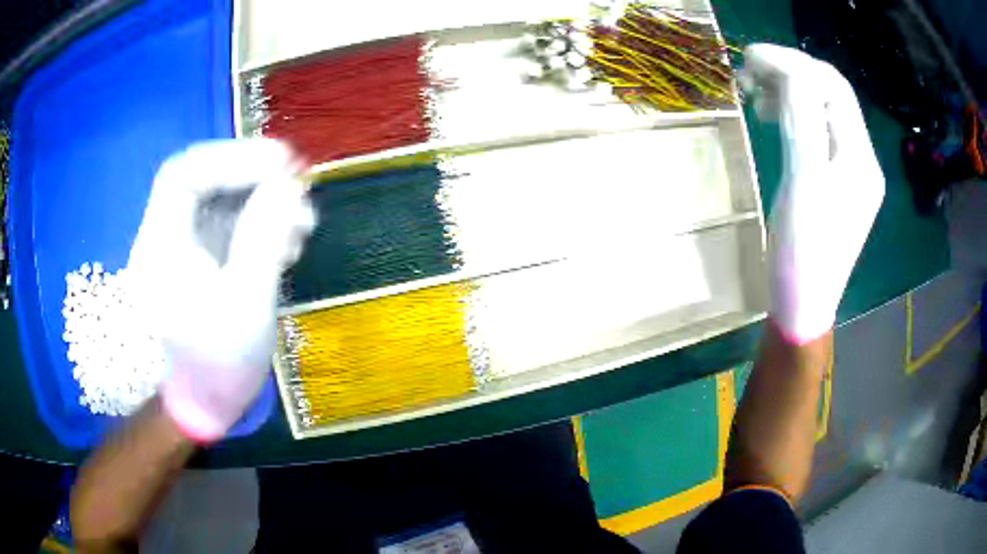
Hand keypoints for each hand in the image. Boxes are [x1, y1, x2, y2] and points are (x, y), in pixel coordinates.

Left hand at [127, 139, 314, 441]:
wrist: (199, 407)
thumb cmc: (216, 368)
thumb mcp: (245, 307)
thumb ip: (262, 240)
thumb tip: (287, 186)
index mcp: (162, 246)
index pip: (186, 174)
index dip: (233, 157)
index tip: (283, 163)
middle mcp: (166, 237)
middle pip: (204, 181)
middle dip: (254, 176)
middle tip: (300, 184)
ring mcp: (183, 248)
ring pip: (220, 202)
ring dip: (263, 201)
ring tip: (303, 223)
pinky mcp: (200, 261)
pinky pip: (228, 225)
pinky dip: (260, 223)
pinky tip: (287, 241)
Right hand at [743, 44, 883, 343]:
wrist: (803, 307)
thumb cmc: (803, 256)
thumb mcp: (804, 186)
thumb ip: (802, 124)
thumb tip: (790, 71)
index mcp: (860, 159)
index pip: (834, 88)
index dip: (794, 62)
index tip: (751, 58)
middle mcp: (861, 159)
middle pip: (831, 95)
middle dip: (791, 73)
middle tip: (750, 74)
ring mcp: (850, 171)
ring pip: (824, 111)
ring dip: (791, 92)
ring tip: (756, 95)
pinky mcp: (836, 181)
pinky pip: (818, 132)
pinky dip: (794, 115)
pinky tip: (774, 118)